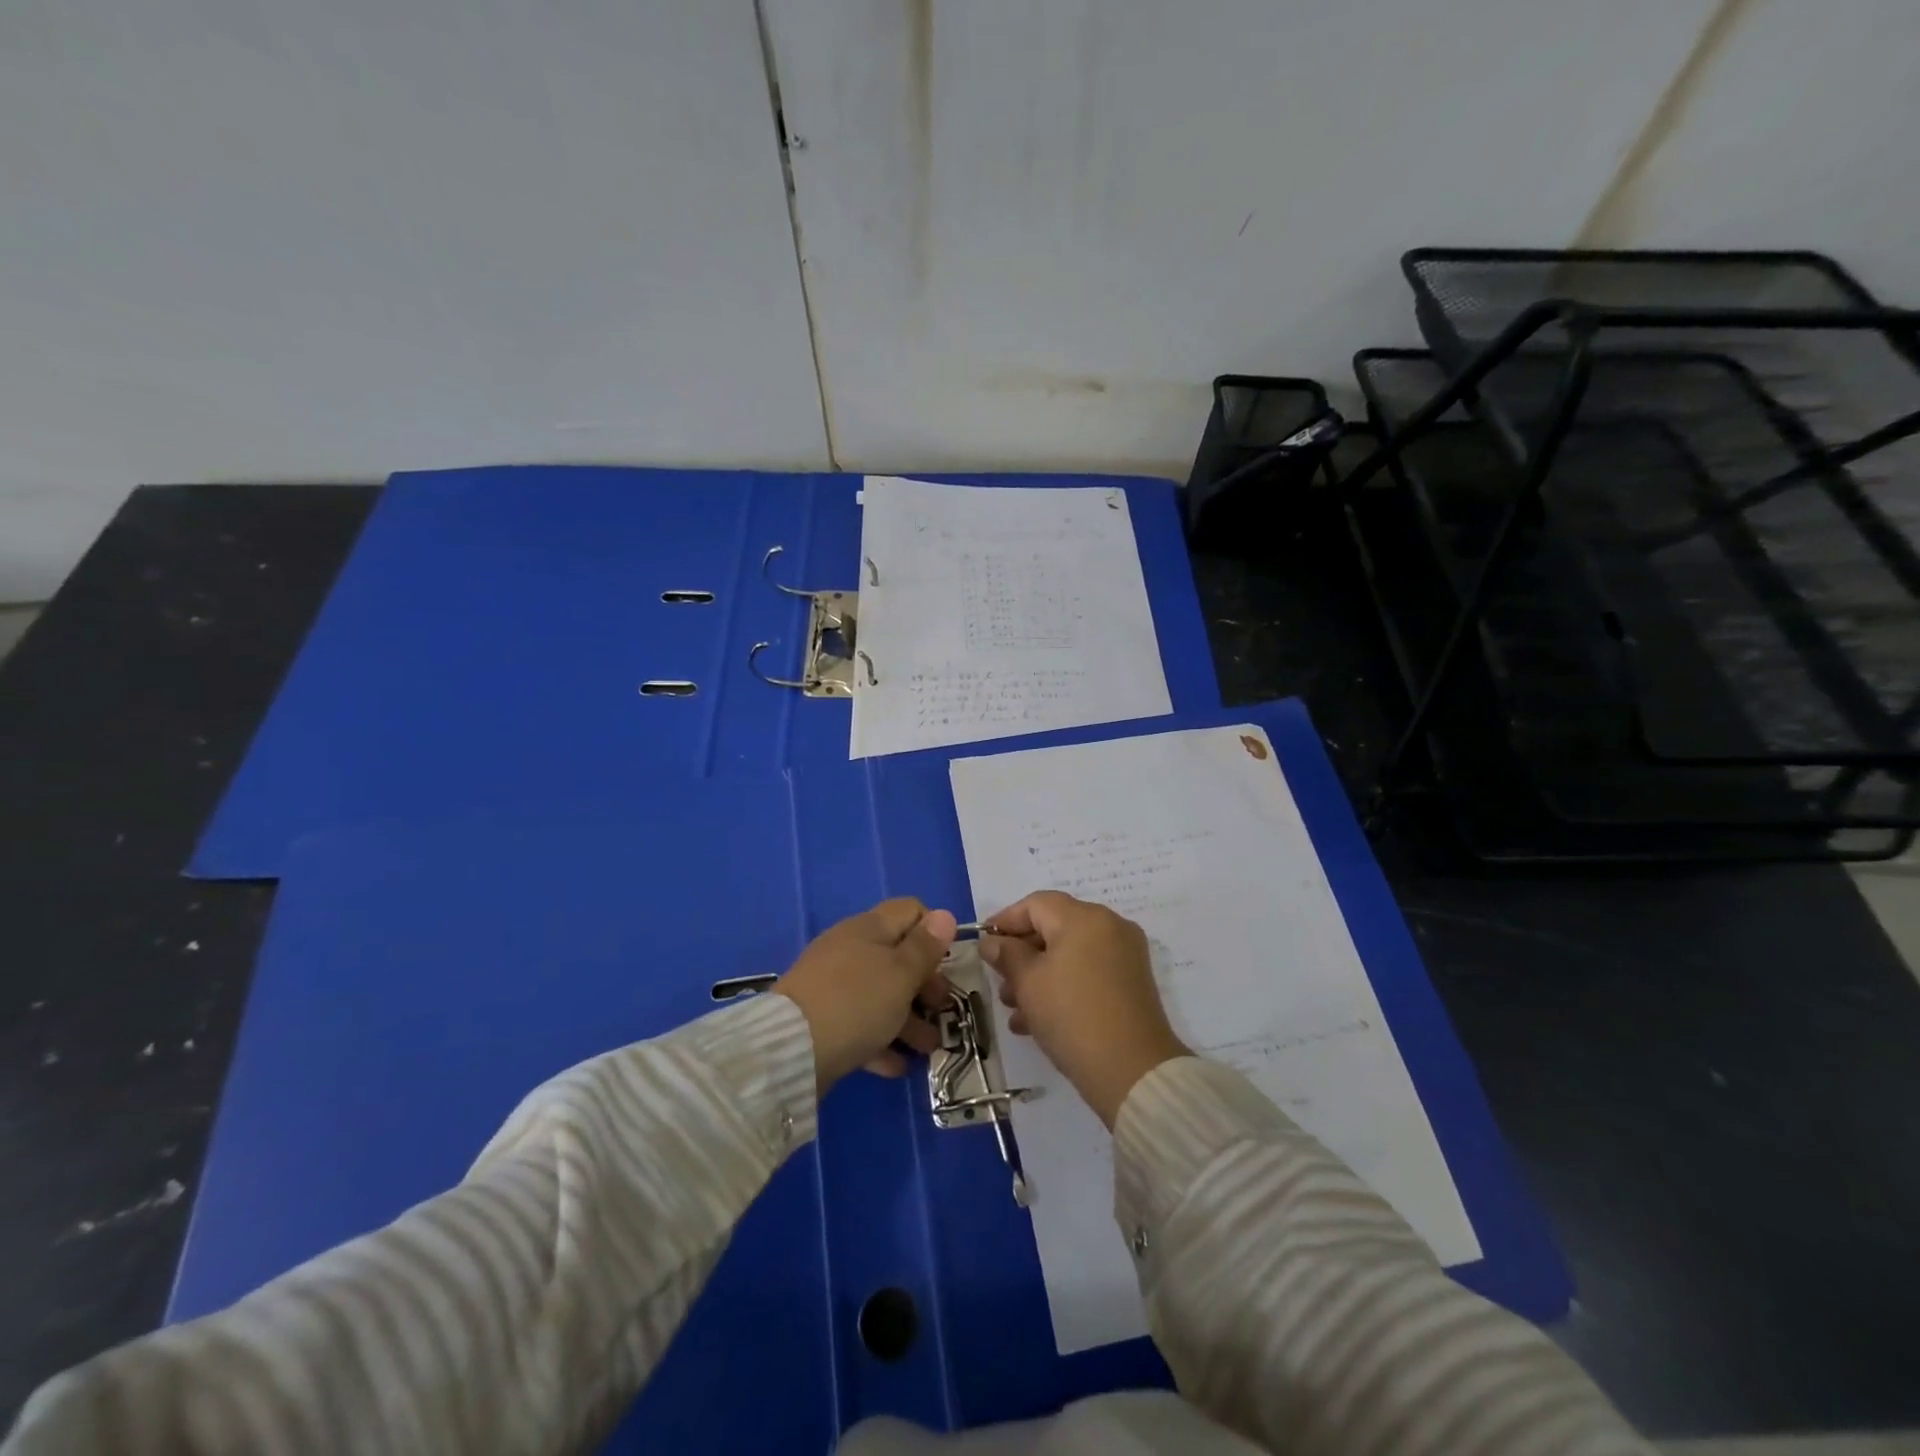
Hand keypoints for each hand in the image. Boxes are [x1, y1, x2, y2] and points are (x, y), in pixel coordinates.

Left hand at [775, 898, 956, 1092]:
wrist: (791, 1049)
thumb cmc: (857, 1002)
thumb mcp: (901, 974)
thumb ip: (925, 947)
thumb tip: (945, 914)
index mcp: (869, 928)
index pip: (910, 911)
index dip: (933, 931)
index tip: (948, 962)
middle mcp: (850, 948)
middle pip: (897, 956)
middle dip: (925, 984)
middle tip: (942, 1010)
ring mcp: (832, 984)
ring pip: (881, 993)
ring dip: (909, 1019)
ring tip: (929, 1048)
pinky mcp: (821, 1018)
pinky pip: (860, 1023)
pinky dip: (880, 1040)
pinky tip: (897, 1065)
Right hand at [981, 891, 1187, 1127]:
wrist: (1133, 1072)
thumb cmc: (1072, 1016)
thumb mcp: (1028, 983)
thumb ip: (1006, 955)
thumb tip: (992, 942)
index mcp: (1085, 918)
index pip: (1036, 904)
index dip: (1005, 921)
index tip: (983, 944)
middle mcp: (1109, 927)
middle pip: (1054, 927)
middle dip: (1021, 953)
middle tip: (998, 981)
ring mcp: (1124, 955)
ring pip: (1070, 953)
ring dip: (1038, 974)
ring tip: (1013, 1007)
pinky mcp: (1131, 983)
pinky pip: (1087, 972)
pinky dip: (1062, 985)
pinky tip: (1035, 1020)